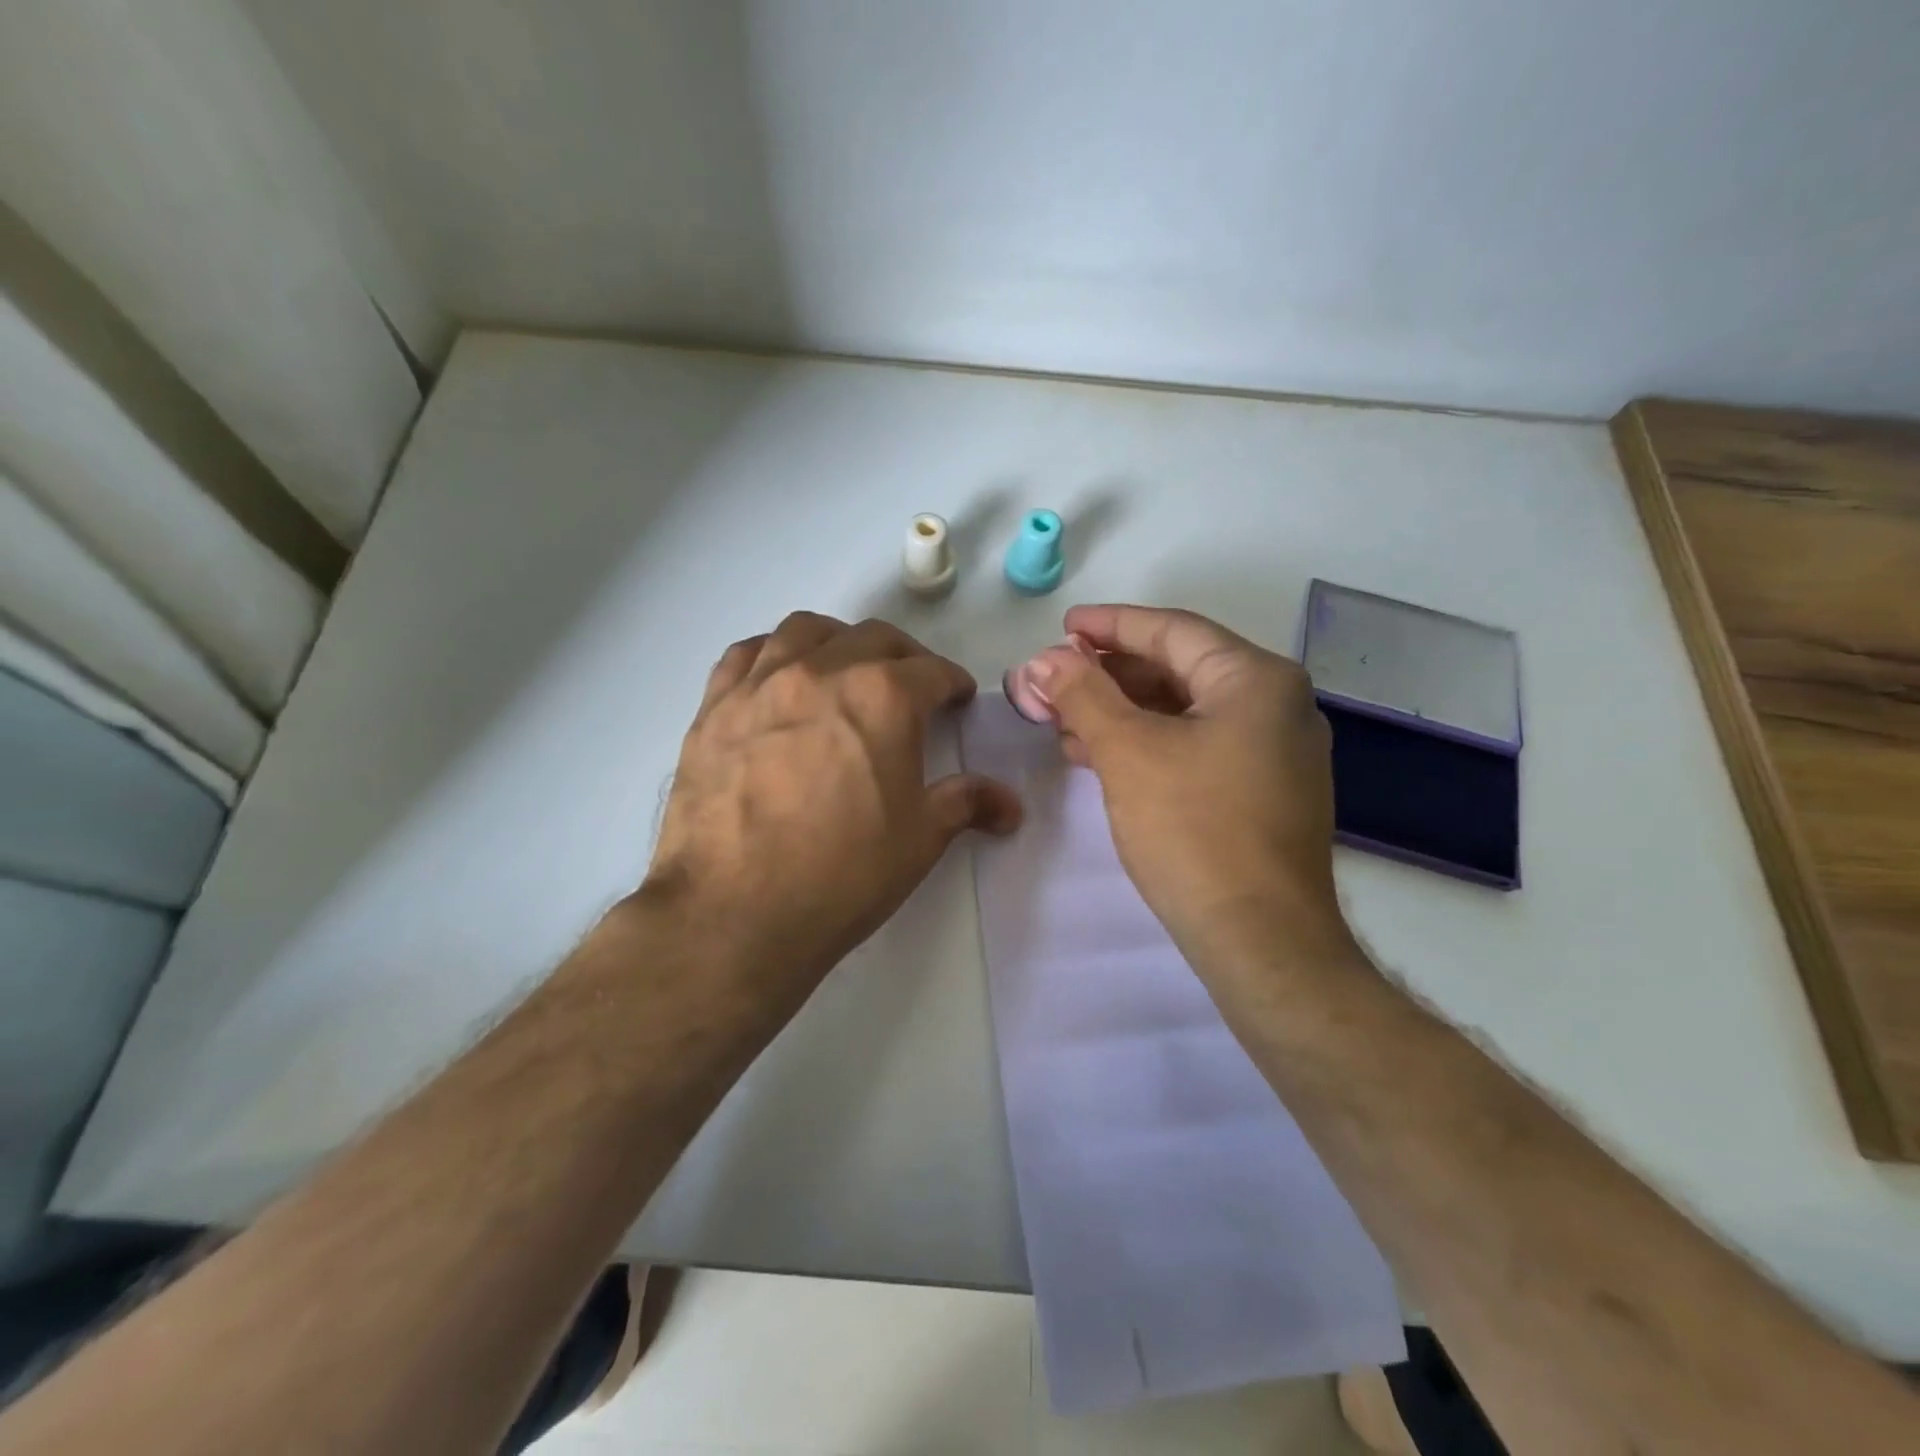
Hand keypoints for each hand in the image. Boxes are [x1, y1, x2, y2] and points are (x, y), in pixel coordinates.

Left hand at [640, 613, 1021, 1016]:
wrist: (733, 914)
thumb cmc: (842, 875)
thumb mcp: (919, 839)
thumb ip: (966, 804)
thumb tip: (1010, 804)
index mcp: (883, 697)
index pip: (933, 671)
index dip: (953, 684)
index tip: (958, 699)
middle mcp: (822, 671)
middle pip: (874, 639)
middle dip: (904, 657)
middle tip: (912, 689)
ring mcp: (761, 683)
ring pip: (806, 630)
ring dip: (838, 641)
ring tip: (845, 670)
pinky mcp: (713, 707)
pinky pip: (746, 654)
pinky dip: (773, 654)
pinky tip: (779, 680)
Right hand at [1021, 605, 1352, 968]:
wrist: (1260, 939)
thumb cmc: (1194, 830)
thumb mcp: (1127, 751)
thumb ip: (1083, 694)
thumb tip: (1045, 659)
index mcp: (1256, 679)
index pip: (1172, 631)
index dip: (1110, 625)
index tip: (1063, 627)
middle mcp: (1277, 705)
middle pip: (1180, 668)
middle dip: (1110, 674)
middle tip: (1056, 679)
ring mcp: (1275, 752)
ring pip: (1185, 711)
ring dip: (1123, 711)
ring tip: (1066, 720)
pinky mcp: (1263, 792)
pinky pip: (1197, 746)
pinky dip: (1148, 743)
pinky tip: (1101, 756)